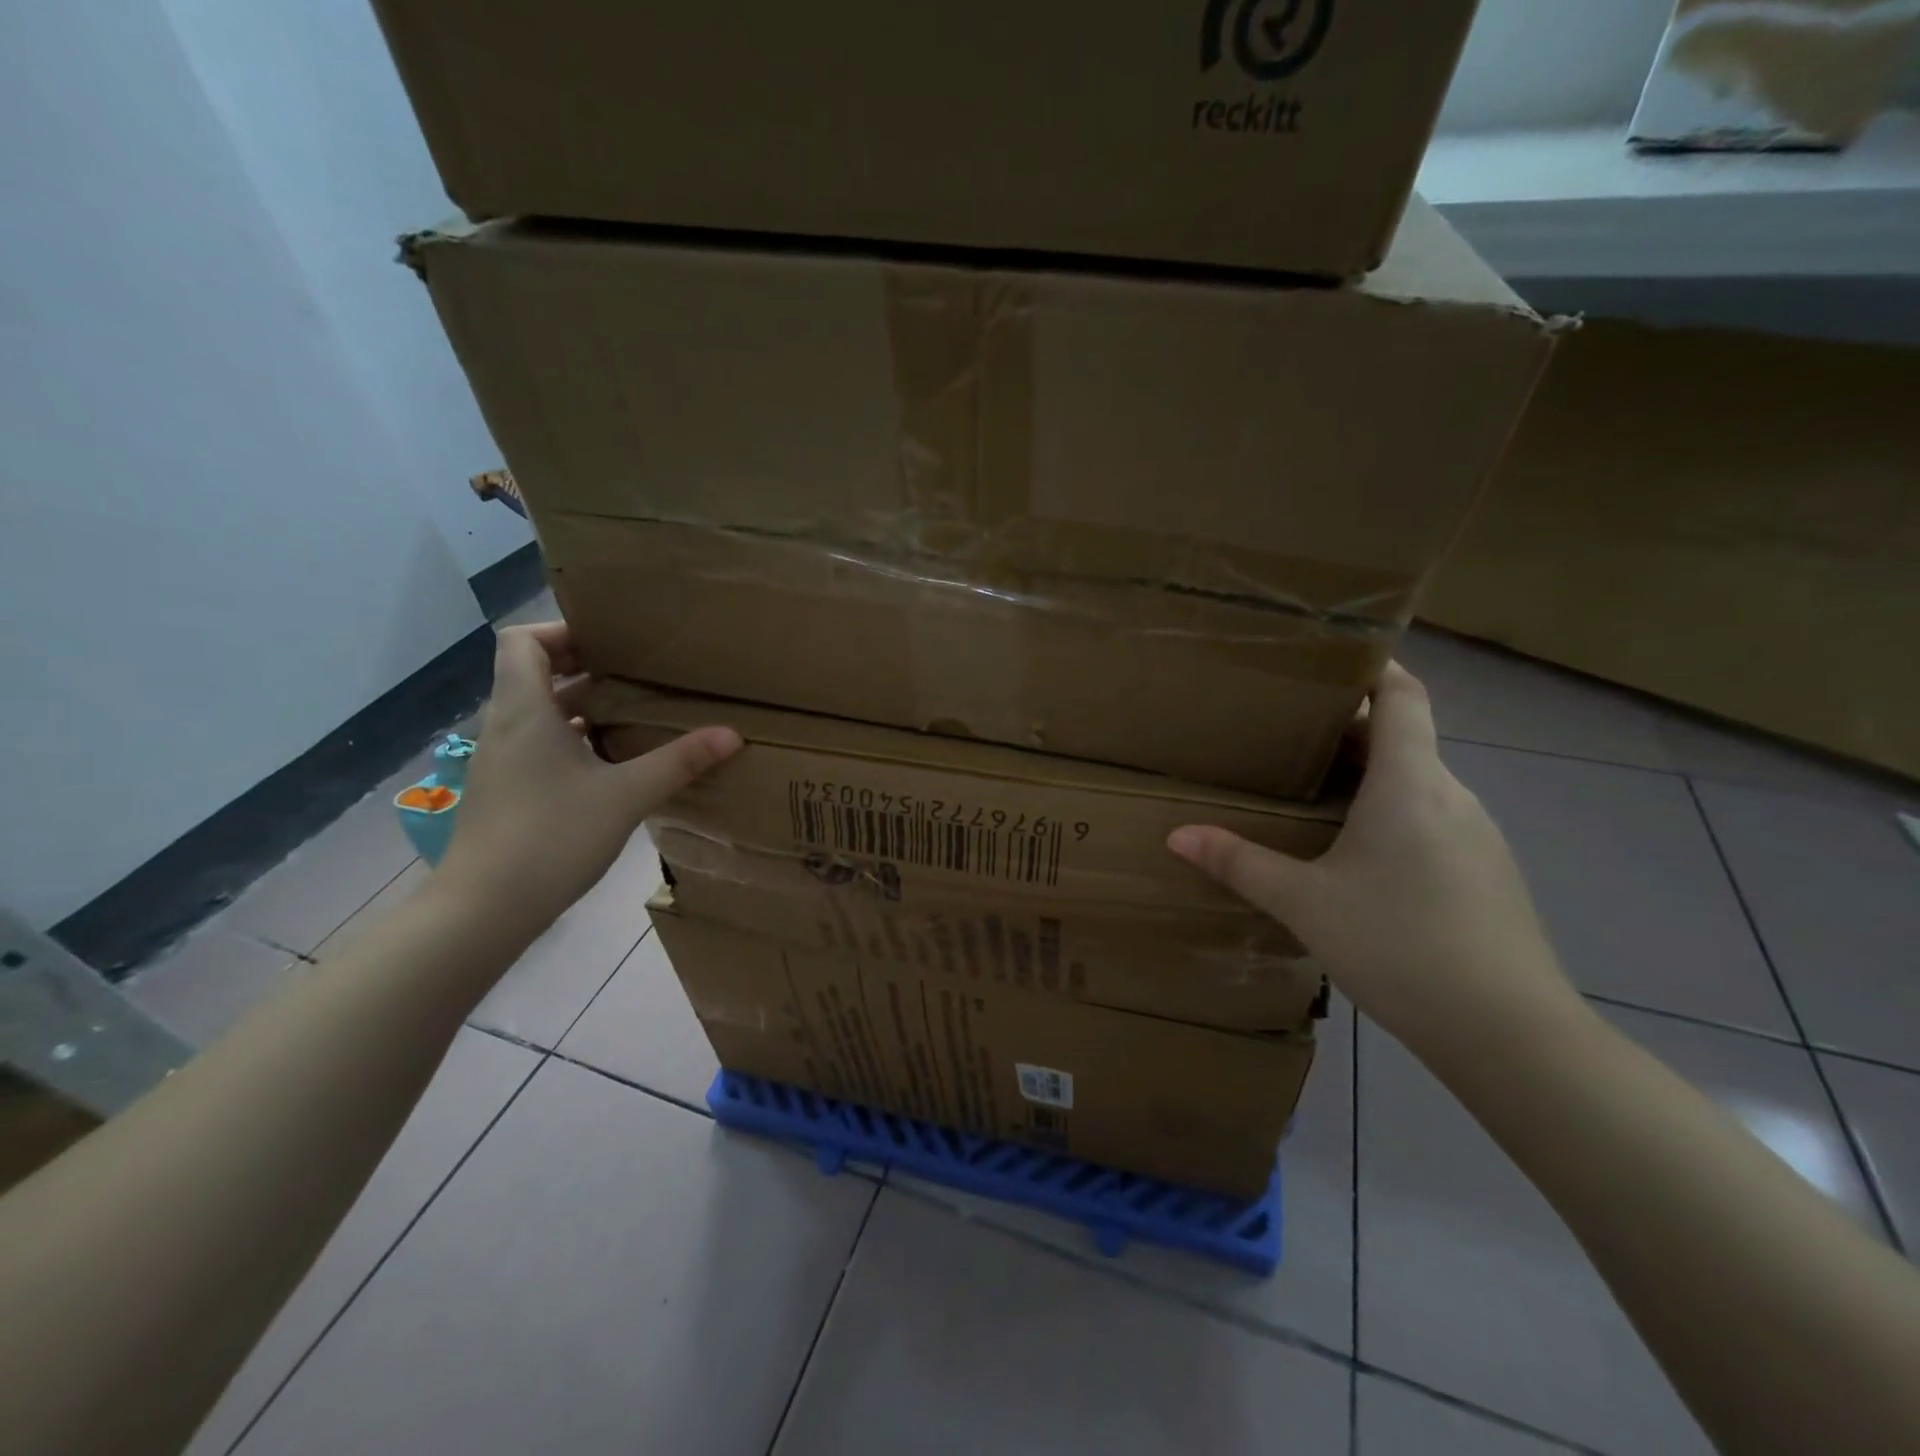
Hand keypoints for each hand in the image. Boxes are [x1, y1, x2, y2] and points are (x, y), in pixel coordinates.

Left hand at [436, 624, 740, 937]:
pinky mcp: (504, 791)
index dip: (561, 631)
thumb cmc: (553, 836)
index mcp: (525, 710)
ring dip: (578, 704)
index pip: (521, 641)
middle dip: (581, 666)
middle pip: (530, 672)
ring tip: (631, 712)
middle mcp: (504, 727)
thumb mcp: (627, 795)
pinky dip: (569, 738)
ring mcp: (499, 761)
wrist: (484, 909)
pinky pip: (535, 744)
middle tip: (634, 672)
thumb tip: (732, 734)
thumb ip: (679, 761)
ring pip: (535, 711)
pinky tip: (609, 763)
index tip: (609, 642)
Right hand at [1168, 663, 1580, 1051]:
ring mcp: (1477, 835)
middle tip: (1287, 732)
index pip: (1404, 695)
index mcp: (1410, 783)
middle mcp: (1451, 795)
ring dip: (1369, 776)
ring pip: (1417, 782)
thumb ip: (1238, 863)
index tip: (1331, 657)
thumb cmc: (1400, 945)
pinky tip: (1357, 855)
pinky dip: (1392, 813)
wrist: (1510, 1033)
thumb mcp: (1304, 903)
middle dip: (1348, 729)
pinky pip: (1431, 818)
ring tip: (1312, 791)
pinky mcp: (1487, 872)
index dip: (1374, 666)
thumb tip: (1176, 835)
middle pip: (1404, 737)